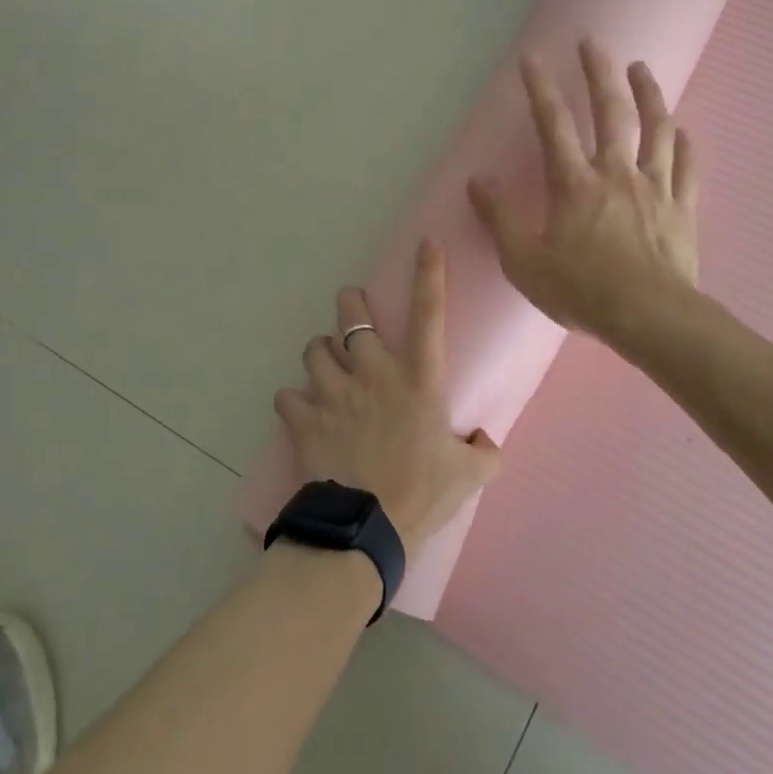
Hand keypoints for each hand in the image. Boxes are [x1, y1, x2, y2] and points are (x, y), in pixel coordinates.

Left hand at [274, 241, 500, 554]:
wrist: (365, 529)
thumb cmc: (421, 495)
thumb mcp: (469, 475)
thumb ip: (483, 450)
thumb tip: (485, 440)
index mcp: (419, 380)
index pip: (429, 315)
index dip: (429, 274)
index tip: (427, 244)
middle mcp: (374, 374)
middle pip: (352, 316)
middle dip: (350, 304)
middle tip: (352, 307)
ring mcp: (334, 392)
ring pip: (315, 349)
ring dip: (321, 354)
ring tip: (326, 368)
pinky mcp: (303, 417)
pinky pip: (287, 394)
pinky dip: (294, 401)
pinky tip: (302, 413)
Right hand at [468, 38, 699, 346]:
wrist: (649, 317)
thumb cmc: (581, 291)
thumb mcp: (523, 262)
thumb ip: (499, 219)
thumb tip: (477, 182)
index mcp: (575, 184)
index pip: (553, 125)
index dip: (540, 88)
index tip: (532, 56)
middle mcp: (617, 174)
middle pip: (611, 112)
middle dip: (599, 73)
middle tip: (594, 42)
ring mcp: (655, 188)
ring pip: (657, 129)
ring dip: (649, 95)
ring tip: (641, 69)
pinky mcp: (682, 209)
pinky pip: (687, 168)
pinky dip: (685, 145)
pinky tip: (684, 131)